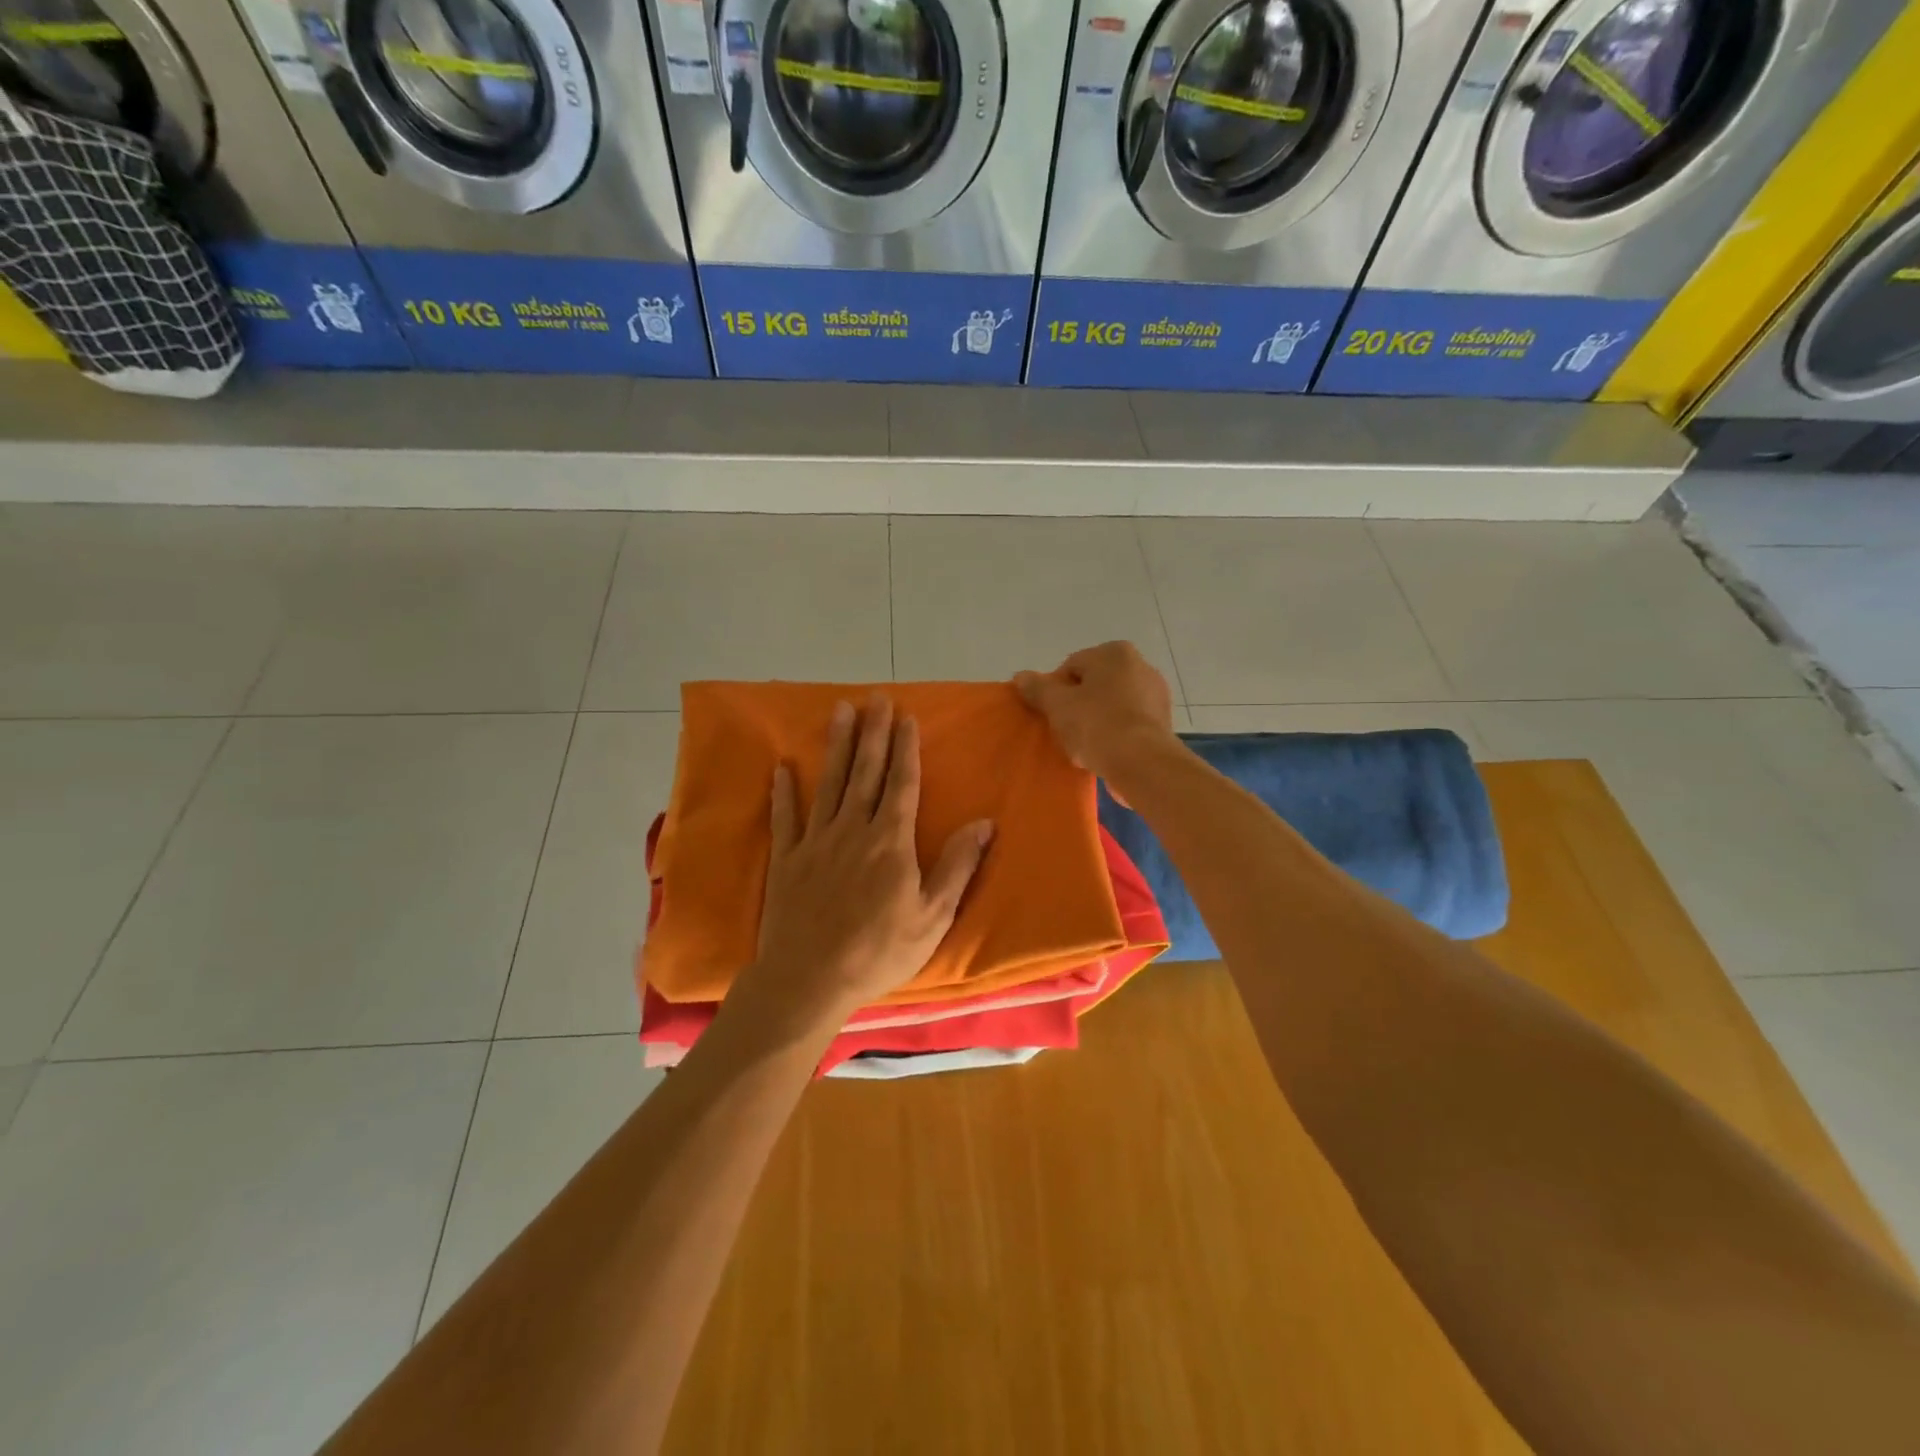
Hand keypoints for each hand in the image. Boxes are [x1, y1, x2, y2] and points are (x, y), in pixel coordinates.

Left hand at [728, 695, 993, 1038]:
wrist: (810, 980)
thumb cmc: (879, 951)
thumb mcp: (933, 916)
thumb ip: (957, 866)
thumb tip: (984, 823)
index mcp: (890, 841)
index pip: (902, 783)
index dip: (905, 749)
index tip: (906, 717)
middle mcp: (852, 829)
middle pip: (865, 772)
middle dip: (873, 732)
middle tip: (875, 697)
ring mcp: (815, 842)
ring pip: (829, 783)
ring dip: (837, 746)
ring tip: (840, 712)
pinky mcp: (786, 860)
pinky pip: (785, 818)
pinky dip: (783, 792)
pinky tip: (782, 768)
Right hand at [1014, 642, 1178, 782]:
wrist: (1141, 763)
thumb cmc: (1096, 725)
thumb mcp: (1057, 705)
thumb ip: (1037, 688)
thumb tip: (1020, 676)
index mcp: (1115, 653)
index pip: (1071, 667)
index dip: (1055, 691)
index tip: (1051, 714)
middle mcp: (1141, 665)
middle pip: (1093, 685)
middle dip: (1077, 705)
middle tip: (1064, 730)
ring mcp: (1156, 695)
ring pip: (1111, 706)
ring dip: (1096, 722)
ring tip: (1084, 746)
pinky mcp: (1162, 723)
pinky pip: (1128, 724)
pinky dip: (1115, 735)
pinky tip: (1104, 753)